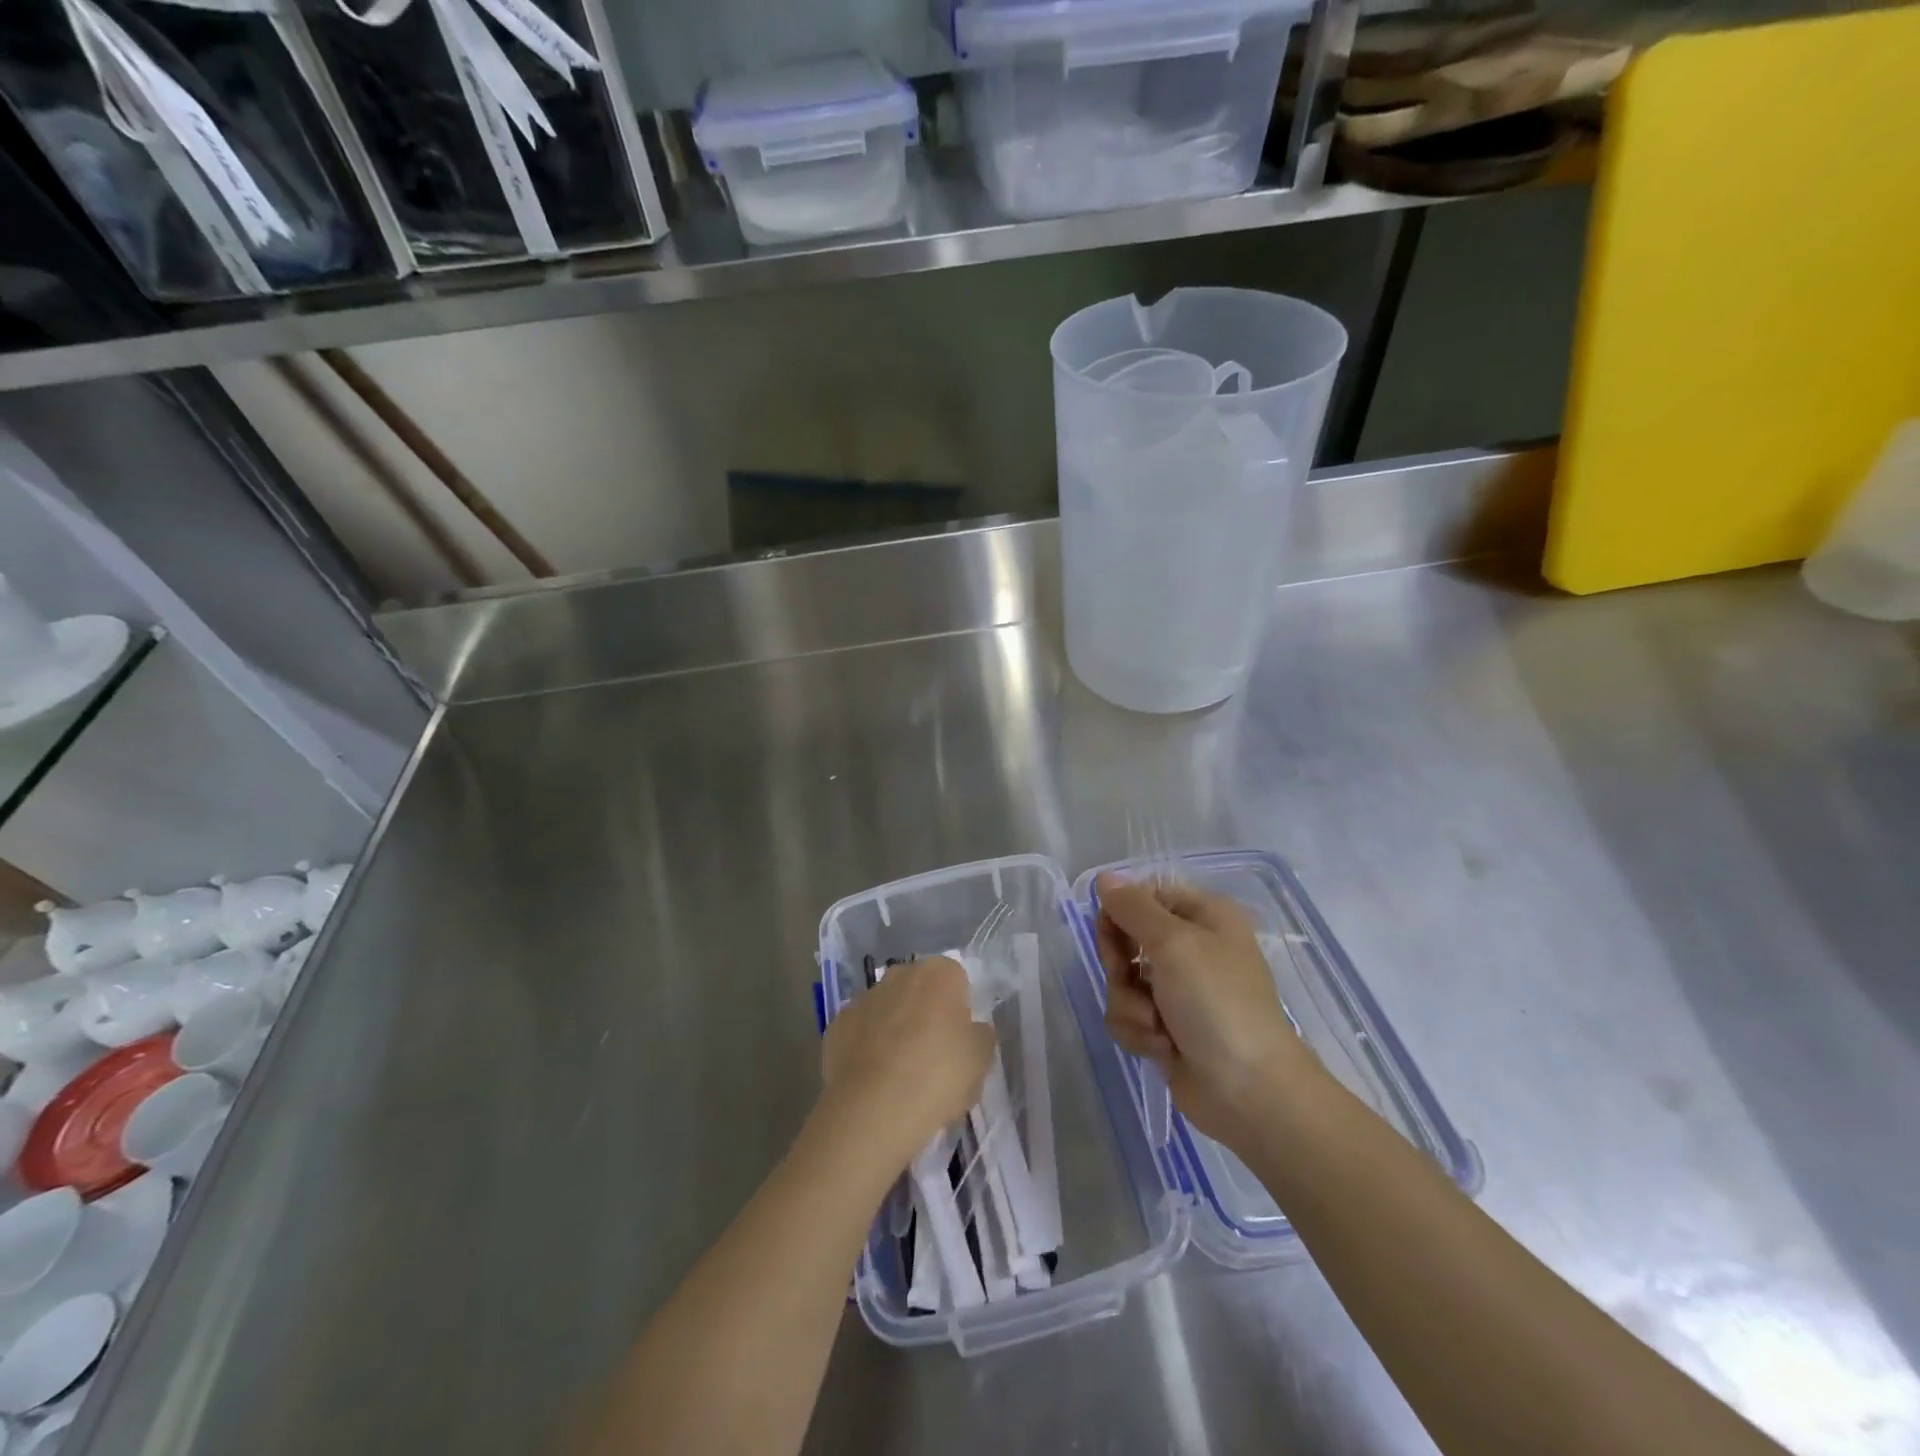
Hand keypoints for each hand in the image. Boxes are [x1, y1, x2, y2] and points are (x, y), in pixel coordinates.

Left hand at [820, 955, 994, 1171]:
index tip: (959, 1039)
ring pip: (887, 1008)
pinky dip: (867, 1047)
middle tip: (933, 1054)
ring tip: (900, 1072)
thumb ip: (980, 1035)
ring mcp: (864, 998)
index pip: (956, 978)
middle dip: (925, 1012)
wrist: (873, 1110)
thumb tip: (971, 1029)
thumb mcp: (981, 1060)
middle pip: (919, 988)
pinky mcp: (837, 1024)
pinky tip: (873, 1079)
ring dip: (894, 1028)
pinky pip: (861, 1031)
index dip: (959, 1008)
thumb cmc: (938, 1077)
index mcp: (939, 973)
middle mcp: (899, 974)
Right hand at [1094, 873, 1320, 1149]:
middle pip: (1126, 939)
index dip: (1121, 911)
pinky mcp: (1166, 1029)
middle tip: (1129, 978)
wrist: (1248, 1090)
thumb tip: (1105, 877)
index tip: (1110, 930)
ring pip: (1121, 982)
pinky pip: (1128, 1016)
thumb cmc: (1216, 1002)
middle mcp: (1191, 949)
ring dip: (1130, 1006)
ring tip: (1156, 1026)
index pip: (1145, 896)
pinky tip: (1161, 1048)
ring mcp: (1177, 991)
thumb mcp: (1174, 942)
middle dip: (1121, 966)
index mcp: (1204, 916)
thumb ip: (1133, 907)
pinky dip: (1138, 1032)